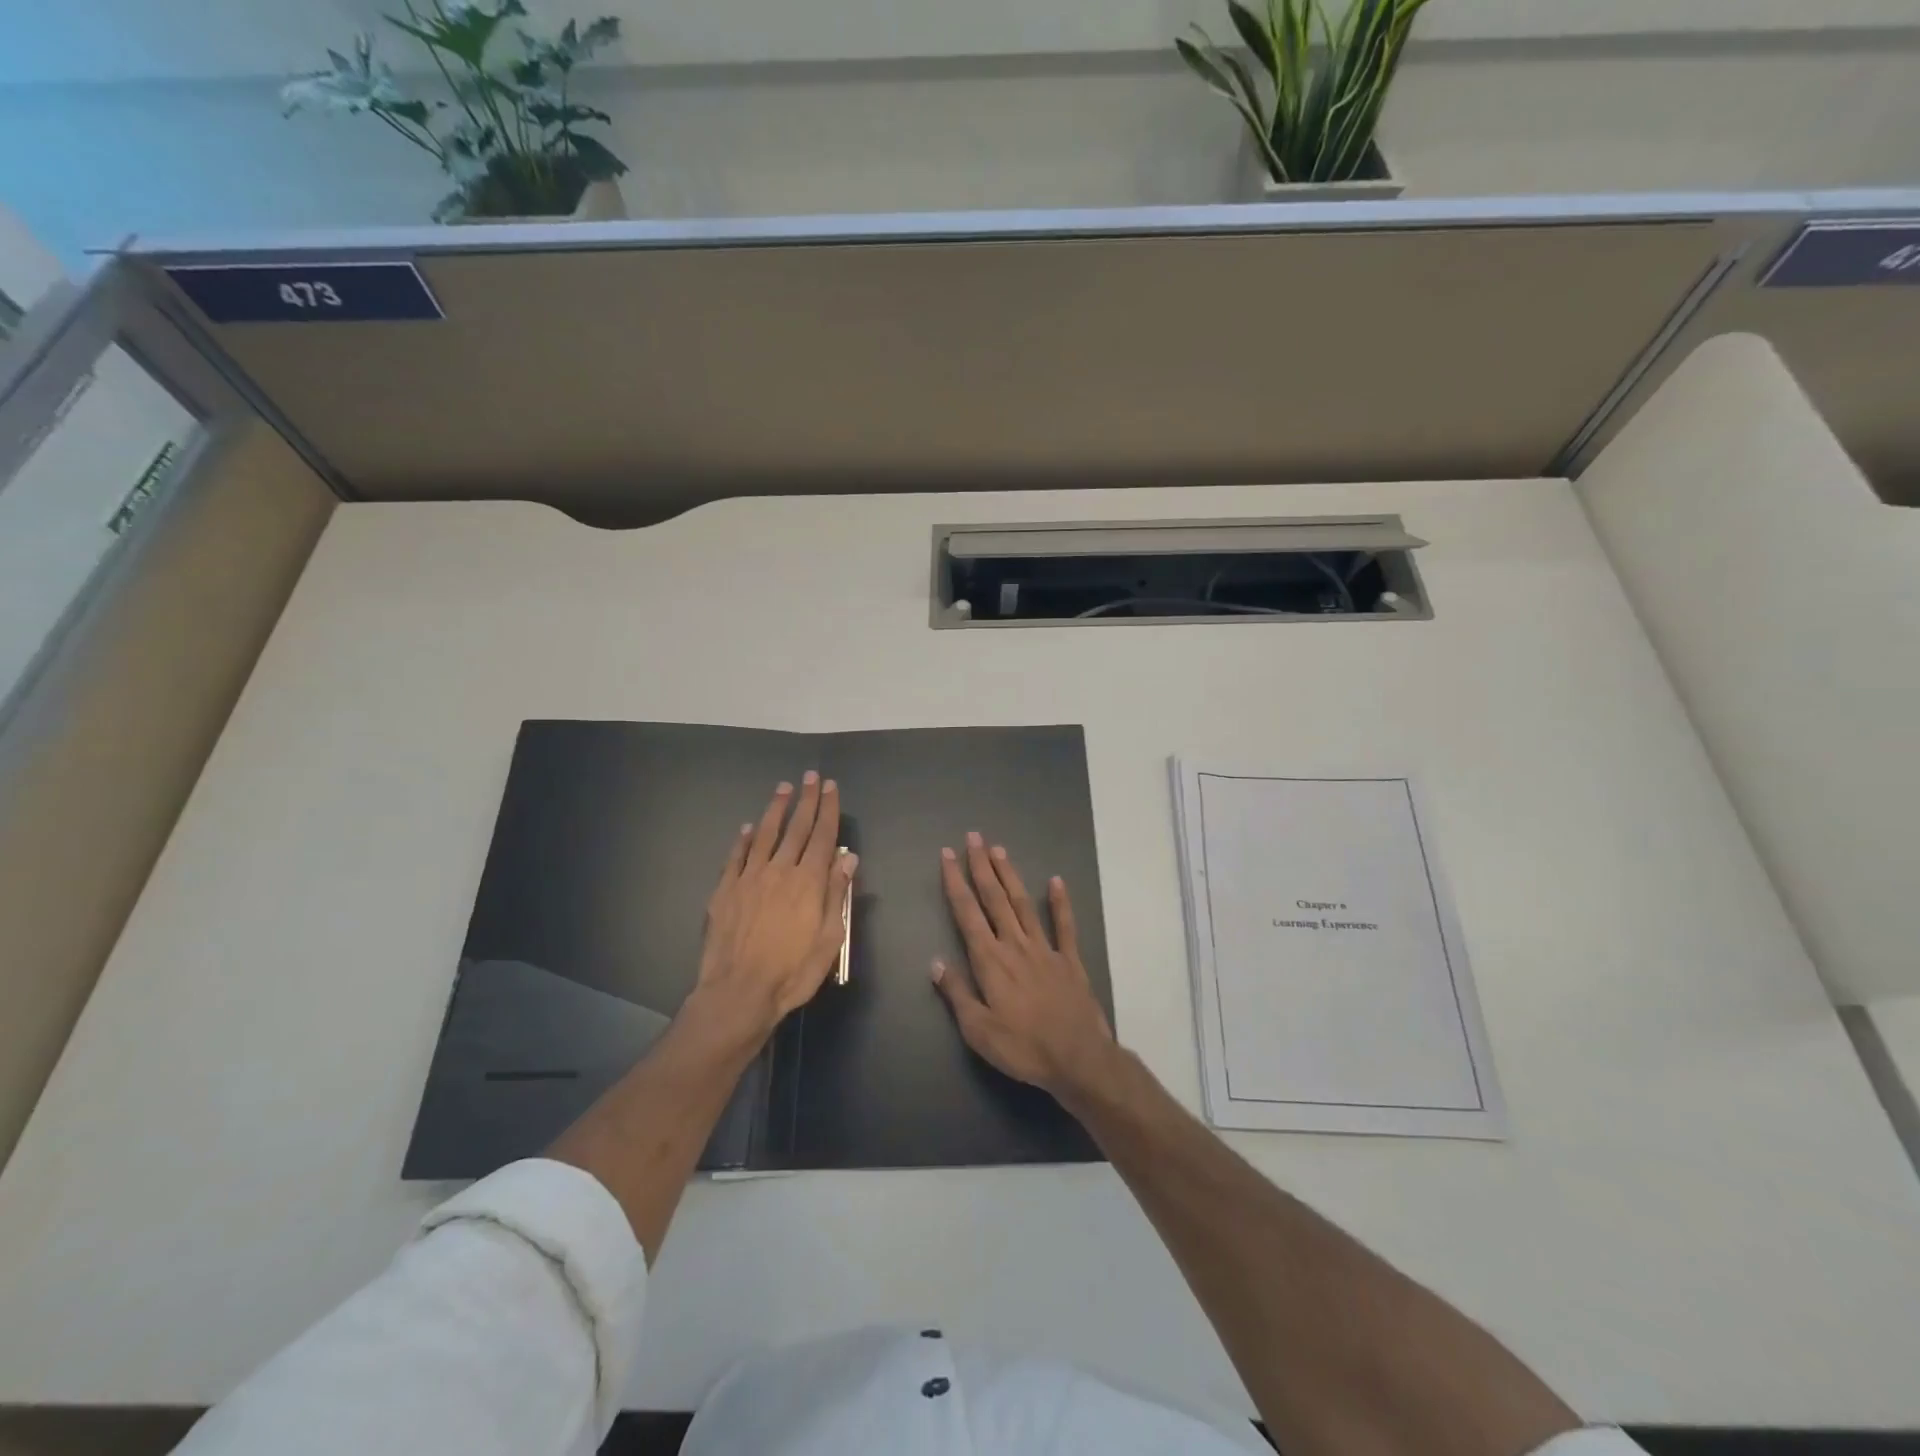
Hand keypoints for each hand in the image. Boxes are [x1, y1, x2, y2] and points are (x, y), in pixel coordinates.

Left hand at [696, 773, 857, 1038]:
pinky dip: (743, 839)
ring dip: (775, 809)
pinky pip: (736, 857)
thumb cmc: (792, 972)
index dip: (828, 809)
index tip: (831, 787)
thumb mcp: (829, 939)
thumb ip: (837, 895)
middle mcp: (779, 871)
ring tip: (783, 788)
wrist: (739, 992)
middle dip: (806, 800)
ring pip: (764, 835)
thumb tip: (848, 858)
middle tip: (811, 776)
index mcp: (808, 882)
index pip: (822, 836)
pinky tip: (747, 828)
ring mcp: (749, 878)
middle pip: (796, 828)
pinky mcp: (725, 891)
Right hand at [931, 832, 1117, 1099]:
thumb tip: (936, 962)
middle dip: (981, 866)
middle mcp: (1015, 945)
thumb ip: (957, 993)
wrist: (1078, 1058)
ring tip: (1000, 850)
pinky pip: (1064, 925)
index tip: (946, 855)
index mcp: (990, 961)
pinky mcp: (1069, 960)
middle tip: (974, 837)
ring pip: (1023, 904)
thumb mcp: (978, 1030)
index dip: (955, 882)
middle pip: (994, 898)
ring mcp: (1045, 949)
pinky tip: (1056, 881)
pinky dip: (1060, 902)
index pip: (967, 913)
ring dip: (1010, 875)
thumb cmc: (1022, 1048)